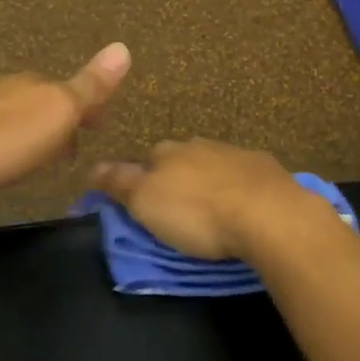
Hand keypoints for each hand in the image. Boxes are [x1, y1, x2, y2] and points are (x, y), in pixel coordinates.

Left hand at [0, 43, 130, 194]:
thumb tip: (123, 47)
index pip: (72, 93)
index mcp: (37, 85)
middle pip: (41, 102)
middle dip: (57, 122)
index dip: (88, 111)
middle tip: (69, 148)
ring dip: (26, 131)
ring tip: (33, 155)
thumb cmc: (4, 136)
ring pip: (12, 114)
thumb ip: (90, 86)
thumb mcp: (58, 112)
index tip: (99, 127)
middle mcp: (7, 88)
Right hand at [87, 139, 320, 261]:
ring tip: (213, 210)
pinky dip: (242, 189)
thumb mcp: (145, 202)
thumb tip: (91, 167)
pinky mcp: (267, 170)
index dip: (142, 179)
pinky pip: (246, 176)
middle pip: (181, 159)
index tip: (144, 203)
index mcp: (168, 152)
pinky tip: (246, 207)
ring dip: (211, 182)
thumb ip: (118, 182)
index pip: (146, 159)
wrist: (268, 215)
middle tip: (179, 209)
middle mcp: (200, 145)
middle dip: (178, 178)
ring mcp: (237, 154)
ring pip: (215, 164)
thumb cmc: (197, 213)